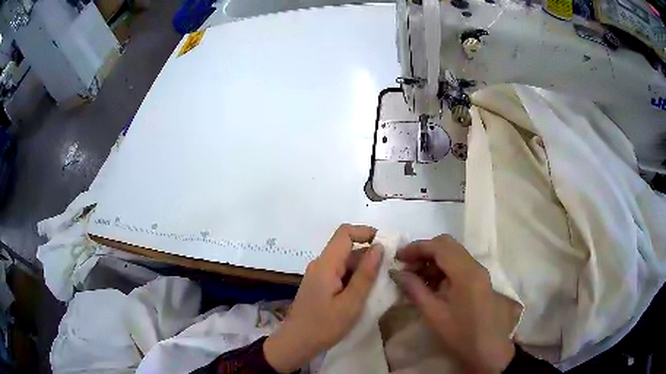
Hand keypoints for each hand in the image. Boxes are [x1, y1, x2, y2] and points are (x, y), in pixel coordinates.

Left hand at [264, 224, 382, 372]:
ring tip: (382, 283)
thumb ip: (365, 274)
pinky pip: (340, 273)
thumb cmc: (324, 326)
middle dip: (369, 254)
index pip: (345, 233)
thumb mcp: (351, 303)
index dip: (366, 232)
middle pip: (346, 248)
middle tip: (390, 270)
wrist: (296, 344)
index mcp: (325, 264)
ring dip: (363, 268)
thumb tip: (378, 247)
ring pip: (345, 262)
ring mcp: (319, 275)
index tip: (386, 245)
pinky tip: (366, 292)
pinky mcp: (320, 286)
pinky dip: (355, 278)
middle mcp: (320, 264)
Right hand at [390, 235, 517, 373]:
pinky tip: (430, 286)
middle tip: (406, 267)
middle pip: (447, 245)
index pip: (439, 247)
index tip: (397, 258)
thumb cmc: (460, 334)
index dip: (416, 248)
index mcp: (466, 272)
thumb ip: (414, 289)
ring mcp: (479, 272)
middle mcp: (475, 266)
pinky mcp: (479, 281)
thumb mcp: (433, 313)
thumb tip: (396, 272)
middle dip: (424, 252)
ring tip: (415, 279)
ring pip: (453, 254)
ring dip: (433, 261)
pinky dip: (442, 270)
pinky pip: (458, 266)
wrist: (488, 349)